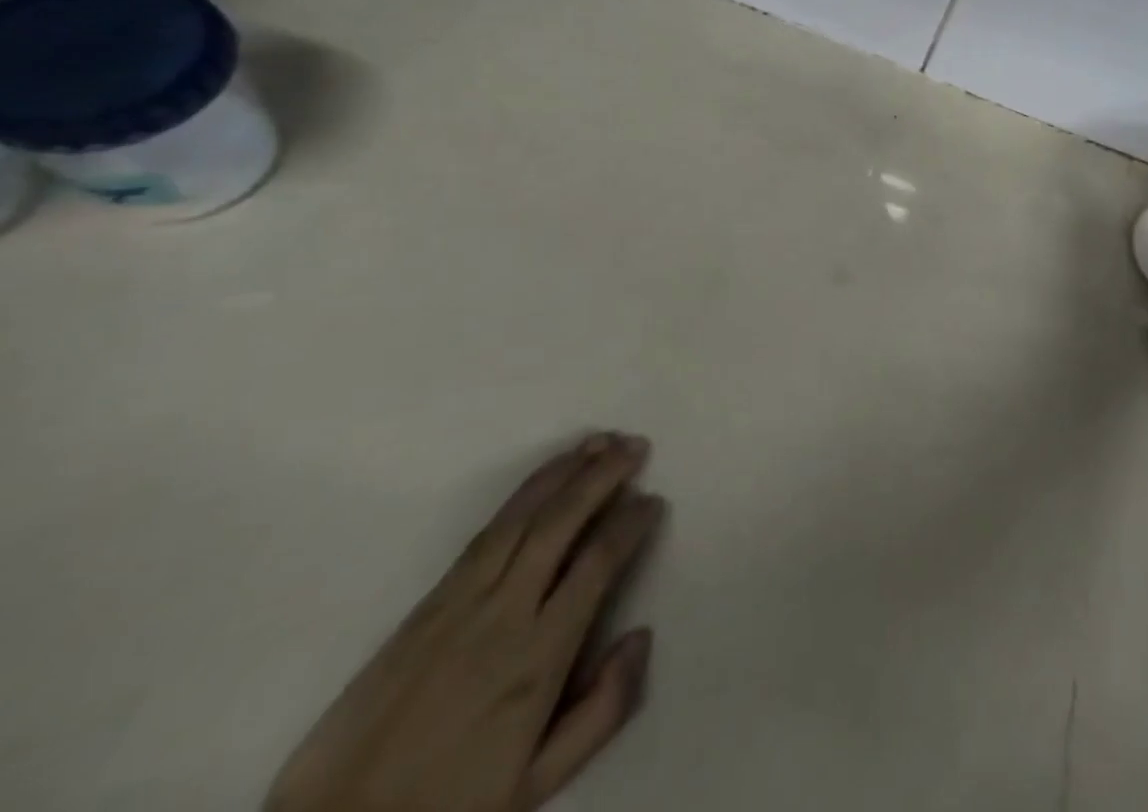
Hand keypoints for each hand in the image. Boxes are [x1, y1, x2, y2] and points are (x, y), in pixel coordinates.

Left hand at [267, 433, 664, 811]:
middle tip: (636, 446)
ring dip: (564, 472)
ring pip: (522, 516)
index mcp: (537, 657)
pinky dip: (522, 495)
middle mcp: (503, 613)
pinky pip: (485, 532)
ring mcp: (459, 602)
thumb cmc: (451, 807)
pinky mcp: (426, 602)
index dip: (630, 524)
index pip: (596, 564)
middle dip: (603, 476)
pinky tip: (543, 479)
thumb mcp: (538, 784)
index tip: (653, 501)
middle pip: (561, 523)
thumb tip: (642, 635)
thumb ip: (602, 711)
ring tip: (598, 441)